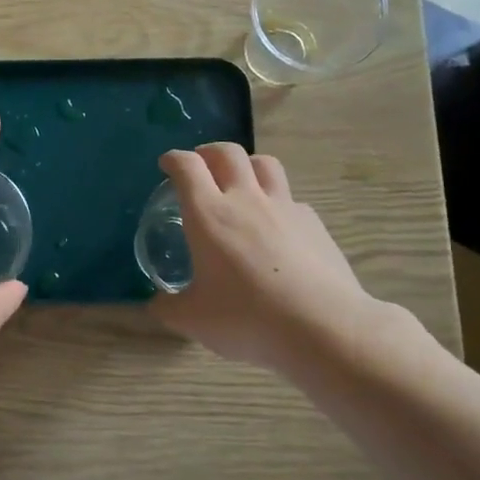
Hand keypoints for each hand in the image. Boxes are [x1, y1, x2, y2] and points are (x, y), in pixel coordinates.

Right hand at [150, 143, 378, 373]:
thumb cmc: (247, 317)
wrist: (323, 327)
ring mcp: (285, 208)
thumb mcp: (192, 320)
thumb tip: (157, 304)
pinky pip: (292, 199)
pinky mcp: (314, 224)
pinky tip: (276, 225)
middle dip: (209, 152)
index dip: (174, 160)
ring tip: (240, 182)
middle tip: (200, 166)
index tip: (167, 165)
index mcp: (209, 215)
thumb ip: (168, 307)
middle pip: (228, 153)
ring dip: (247, 165)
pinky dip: (277, 201)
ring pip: (265, 164)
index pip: (187, 167)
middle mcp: (246, 200)